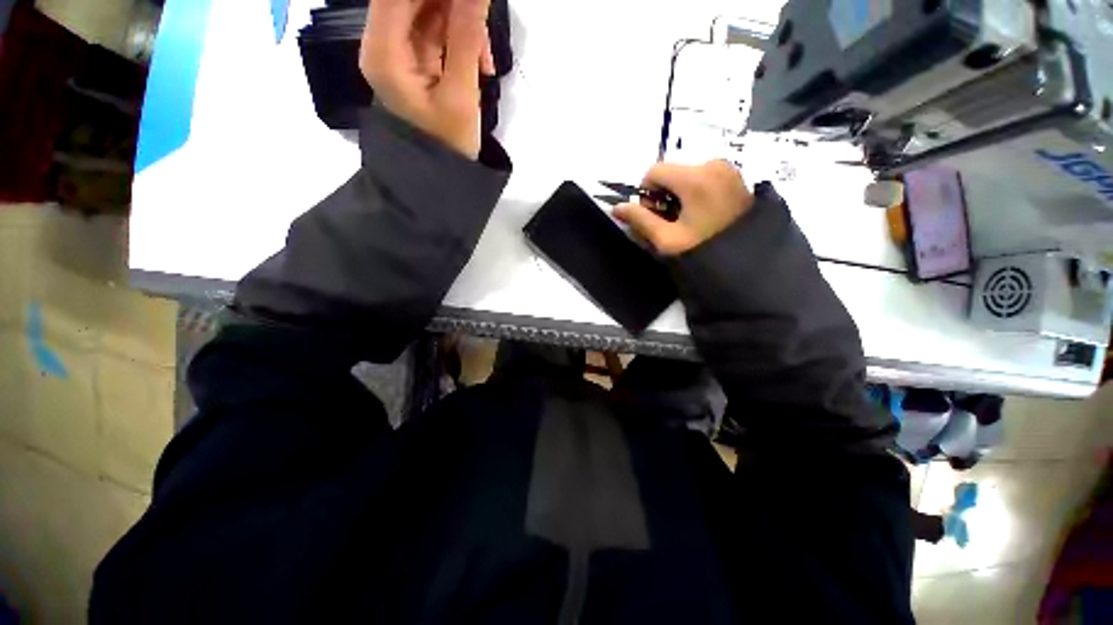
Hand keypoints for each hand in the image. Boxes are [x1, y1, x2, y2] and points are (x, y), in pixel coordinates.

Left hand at [360, 0, 495, 159]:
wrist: (441, 174)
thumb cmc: (448, 143)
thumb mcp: (460, 94)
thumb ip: (467, 37)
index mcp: (383, 50)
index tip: (471, 3)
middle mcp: (384, 41)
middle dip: (455, 6)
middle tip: (482, 23)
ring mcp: (400, 49)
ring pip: (430, 9)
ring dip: (464, 24)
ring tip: (485, 59)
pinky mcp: (416, 58)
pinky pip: (439, 30)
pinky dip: (463, 40)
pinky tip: (481, 64)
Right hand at [615, 160, 754, 255]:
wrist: (748, 263)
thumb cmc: (703, 251)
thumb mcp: (666, 239)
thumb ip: (640, 220)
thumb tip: (616, 208)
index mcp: (696, 178)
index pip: (654, 171)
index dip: (646, 194)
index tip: (653, 215)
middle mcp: (714, 165)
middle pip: (672, 172)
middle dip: (663, 195)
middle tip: (669, 222)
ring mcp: (729, 170)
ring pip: (687, 175)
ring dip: (679, 195)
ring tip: (686, 221)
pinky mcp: (736, 178)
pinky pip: (705, 178)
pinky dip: (695, 193)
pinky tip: (702, 215)